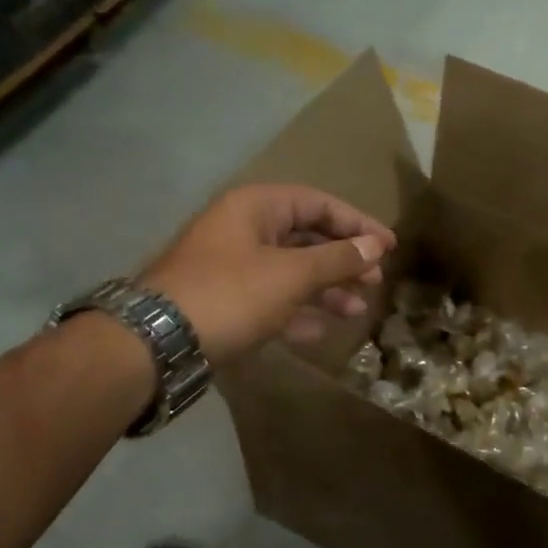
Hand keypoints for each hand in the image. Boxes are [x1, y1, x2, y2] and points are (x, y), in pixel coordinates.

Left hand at [141, 185, 394, 363]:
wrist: (158, 344)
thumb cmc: (231, 294)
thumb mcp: (291, 274)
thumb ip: (338, 258)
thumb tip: (376, 245)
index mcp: (256, 208)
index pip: (318, 204)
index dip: (357, 223)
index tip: (389, 246)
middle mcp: (243, 230)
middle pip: (305, 238)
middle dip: (343, 260)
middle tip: (375, 281)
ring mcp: (231, 268)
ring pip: (290, 272)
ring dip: (325, 289)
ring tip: (356, 310)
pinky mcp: (225, 302)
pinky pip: (271, 299)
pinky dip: (297, 311)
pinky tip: (321, 330)